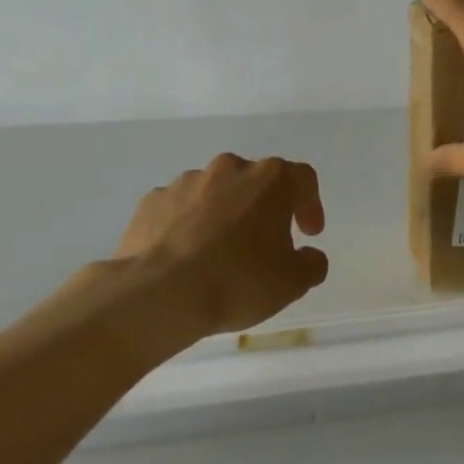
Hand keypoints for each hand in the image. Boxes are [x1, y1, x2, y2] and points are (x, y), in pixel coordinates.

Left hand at [109, 153, 328, 339]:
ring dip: (224, 215)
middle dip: (264, 208)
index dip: (310, 204)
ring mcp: (185, 183)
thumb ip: (312, 264)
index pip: (302, 178)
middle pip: (256, 181)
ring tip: (220, 254)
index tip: (308, 233)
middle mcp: (229, 169)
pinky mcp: (151, 202)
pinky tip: (187, 257)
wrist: (159, 294)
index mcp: (270, 180)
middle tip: (265, 244)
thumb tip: (309, 255)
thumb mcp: (293, 282)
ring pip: (215, 193)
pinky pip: (180, 209)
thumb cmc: (238, 280)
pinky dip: (188, 226)